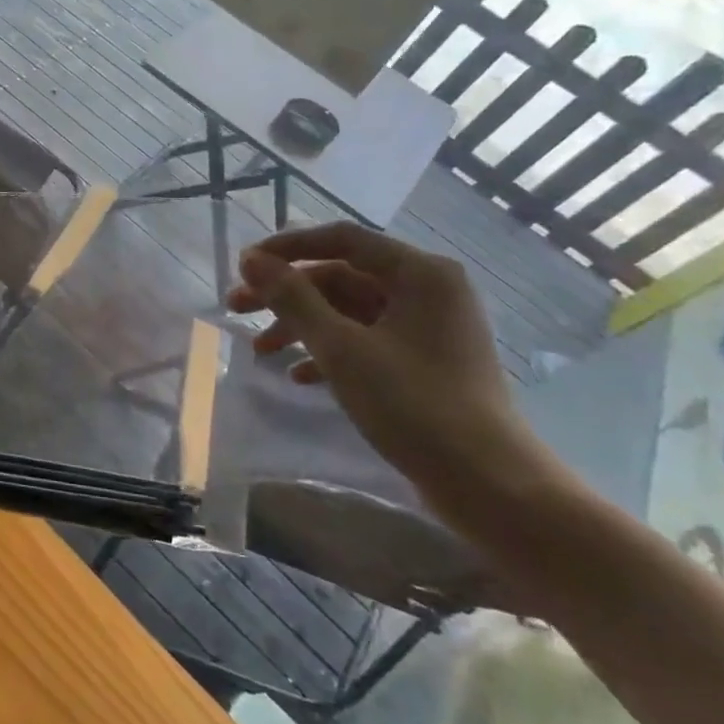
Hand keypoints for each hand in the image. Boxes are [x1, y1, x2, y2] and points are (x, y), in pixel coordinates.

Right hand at [226, 223, 556, 509]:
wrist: (488, 484)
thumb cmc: (413, 404)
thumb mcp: (341, 348)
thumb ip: (292, 299)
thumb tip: (251, 259)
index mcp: (419, 274)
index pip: (341, 239)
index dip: (286, 248)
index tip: (243, 266)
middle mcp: (427, 290)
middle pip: (340, 276)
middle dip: (285, 293)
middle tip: (235, 308)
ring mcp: (427, 327)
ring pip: (348, 310)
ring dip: (300, 325)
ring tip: (260, 352)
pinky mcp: (423, 361)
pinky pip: (365, 340)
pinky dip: (328, 351)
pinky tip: (299, 376)